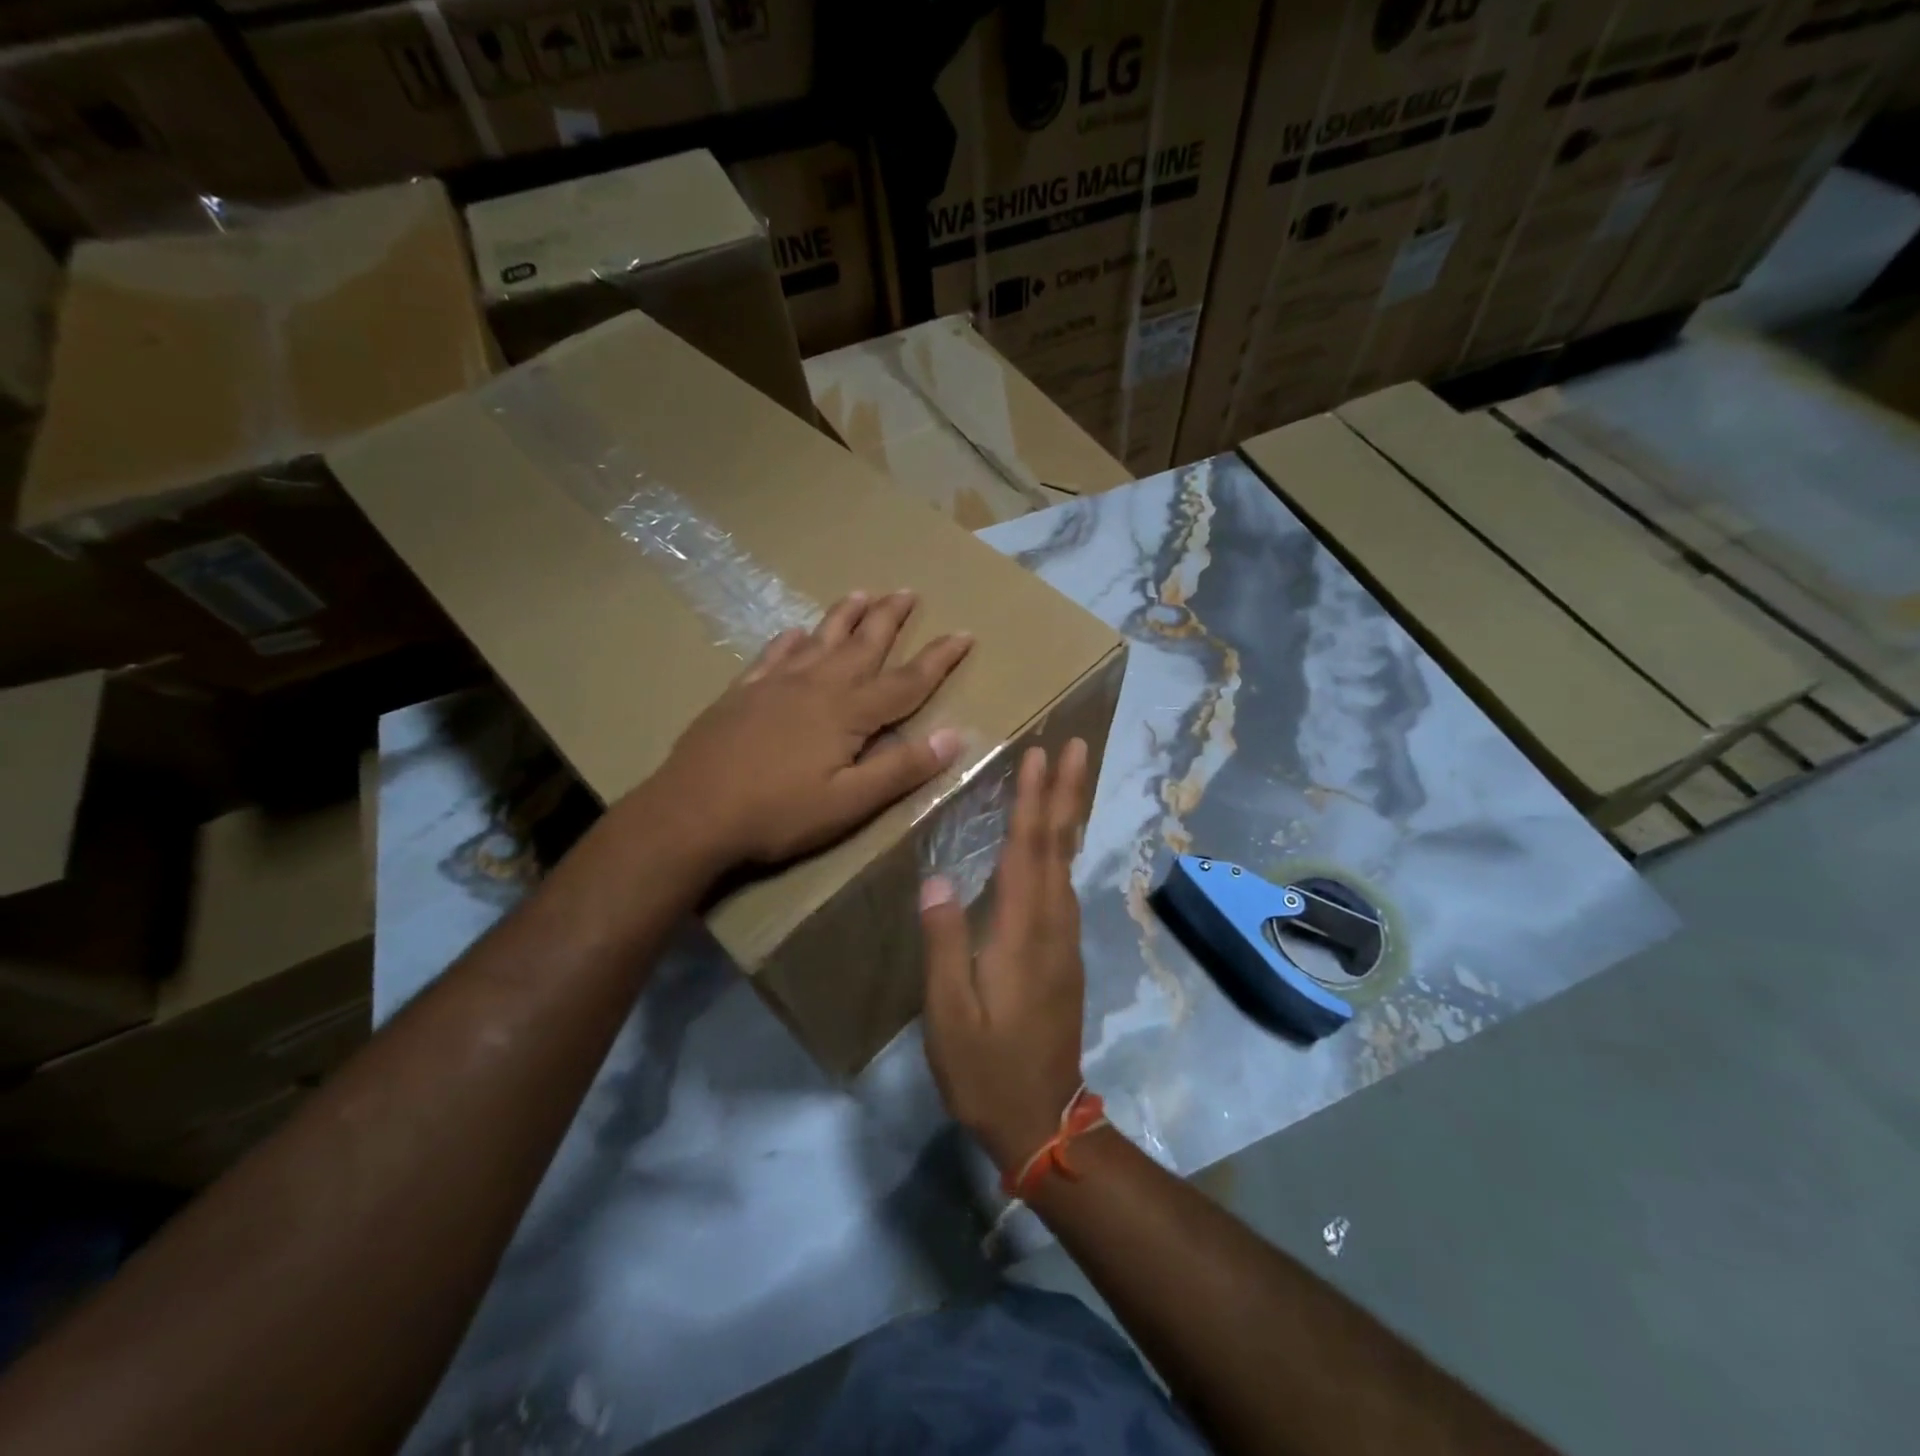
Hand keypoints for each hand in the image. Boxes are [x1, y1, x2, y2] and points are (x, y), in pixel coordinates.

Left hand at [654, 590, 972, 869]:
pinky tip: (794, 631)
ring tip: (862, 593)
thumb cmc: (777, 813)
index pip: (906, 680)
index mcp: (848, 713)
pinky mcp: (742, 693)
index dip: (938, 658)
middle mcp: (816, 686)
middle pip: (862, 644)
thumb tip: (956, 735)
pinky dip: (789, 640)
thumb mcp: (850, 802)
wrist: (690, 813)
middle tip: (908, 591)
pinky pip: (773, 655)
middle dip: (889, 618)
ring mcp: (775, 685)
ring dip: (844, 616)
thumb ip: (902, 768)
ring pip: (819, 639)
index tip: (964, 634)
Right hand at [919, 739, 1090, 1174]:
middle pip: (1060, 846)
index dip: (1033, 801)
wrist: (1042, 1119)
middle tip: (1078, 745)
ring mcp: (1064, 939)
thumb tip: (938, 880)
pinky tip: (1054, 842)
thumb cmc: (986, 1068)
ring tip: (1068, 778)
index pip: (1028, 851)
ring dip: (1067, 815)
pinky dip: (1061, 849)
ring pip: (1067, 863)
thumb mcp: (949, 1013)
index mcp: (1022, 932)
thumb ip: (945, 943)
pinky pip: (1063, 884)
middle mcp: (1052, 925)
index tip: (1040, 755)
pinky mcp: (1064, 954)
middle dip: (1067, 792)